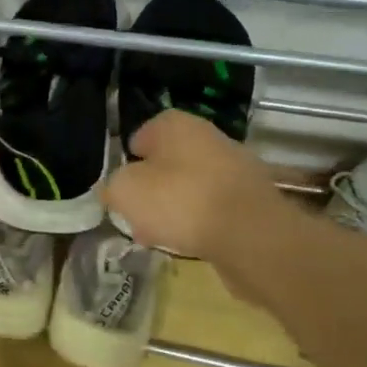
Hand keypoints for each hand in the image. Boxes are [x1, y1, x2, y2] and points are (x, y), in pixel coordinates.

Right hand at [102, 111, 284, 269]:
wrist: (249, 234)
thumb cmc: (178, 201)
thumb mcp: (124, 191)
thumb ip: (113, 186)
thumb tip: (117, 189)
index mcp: (174, 124)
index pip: (141, 135)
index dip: (128, 162)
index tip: (122, 188)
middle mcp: (208, 136)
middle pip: (168, 162)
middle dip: (152, 187)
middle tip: (138, 215)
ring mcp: (235, 166)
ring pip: (191, 185)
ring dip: (175, 207)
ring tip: (162, 235)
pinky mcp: (252, 198)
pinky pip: (214, 206)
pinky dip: (201, 221)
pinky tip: (191, 242)